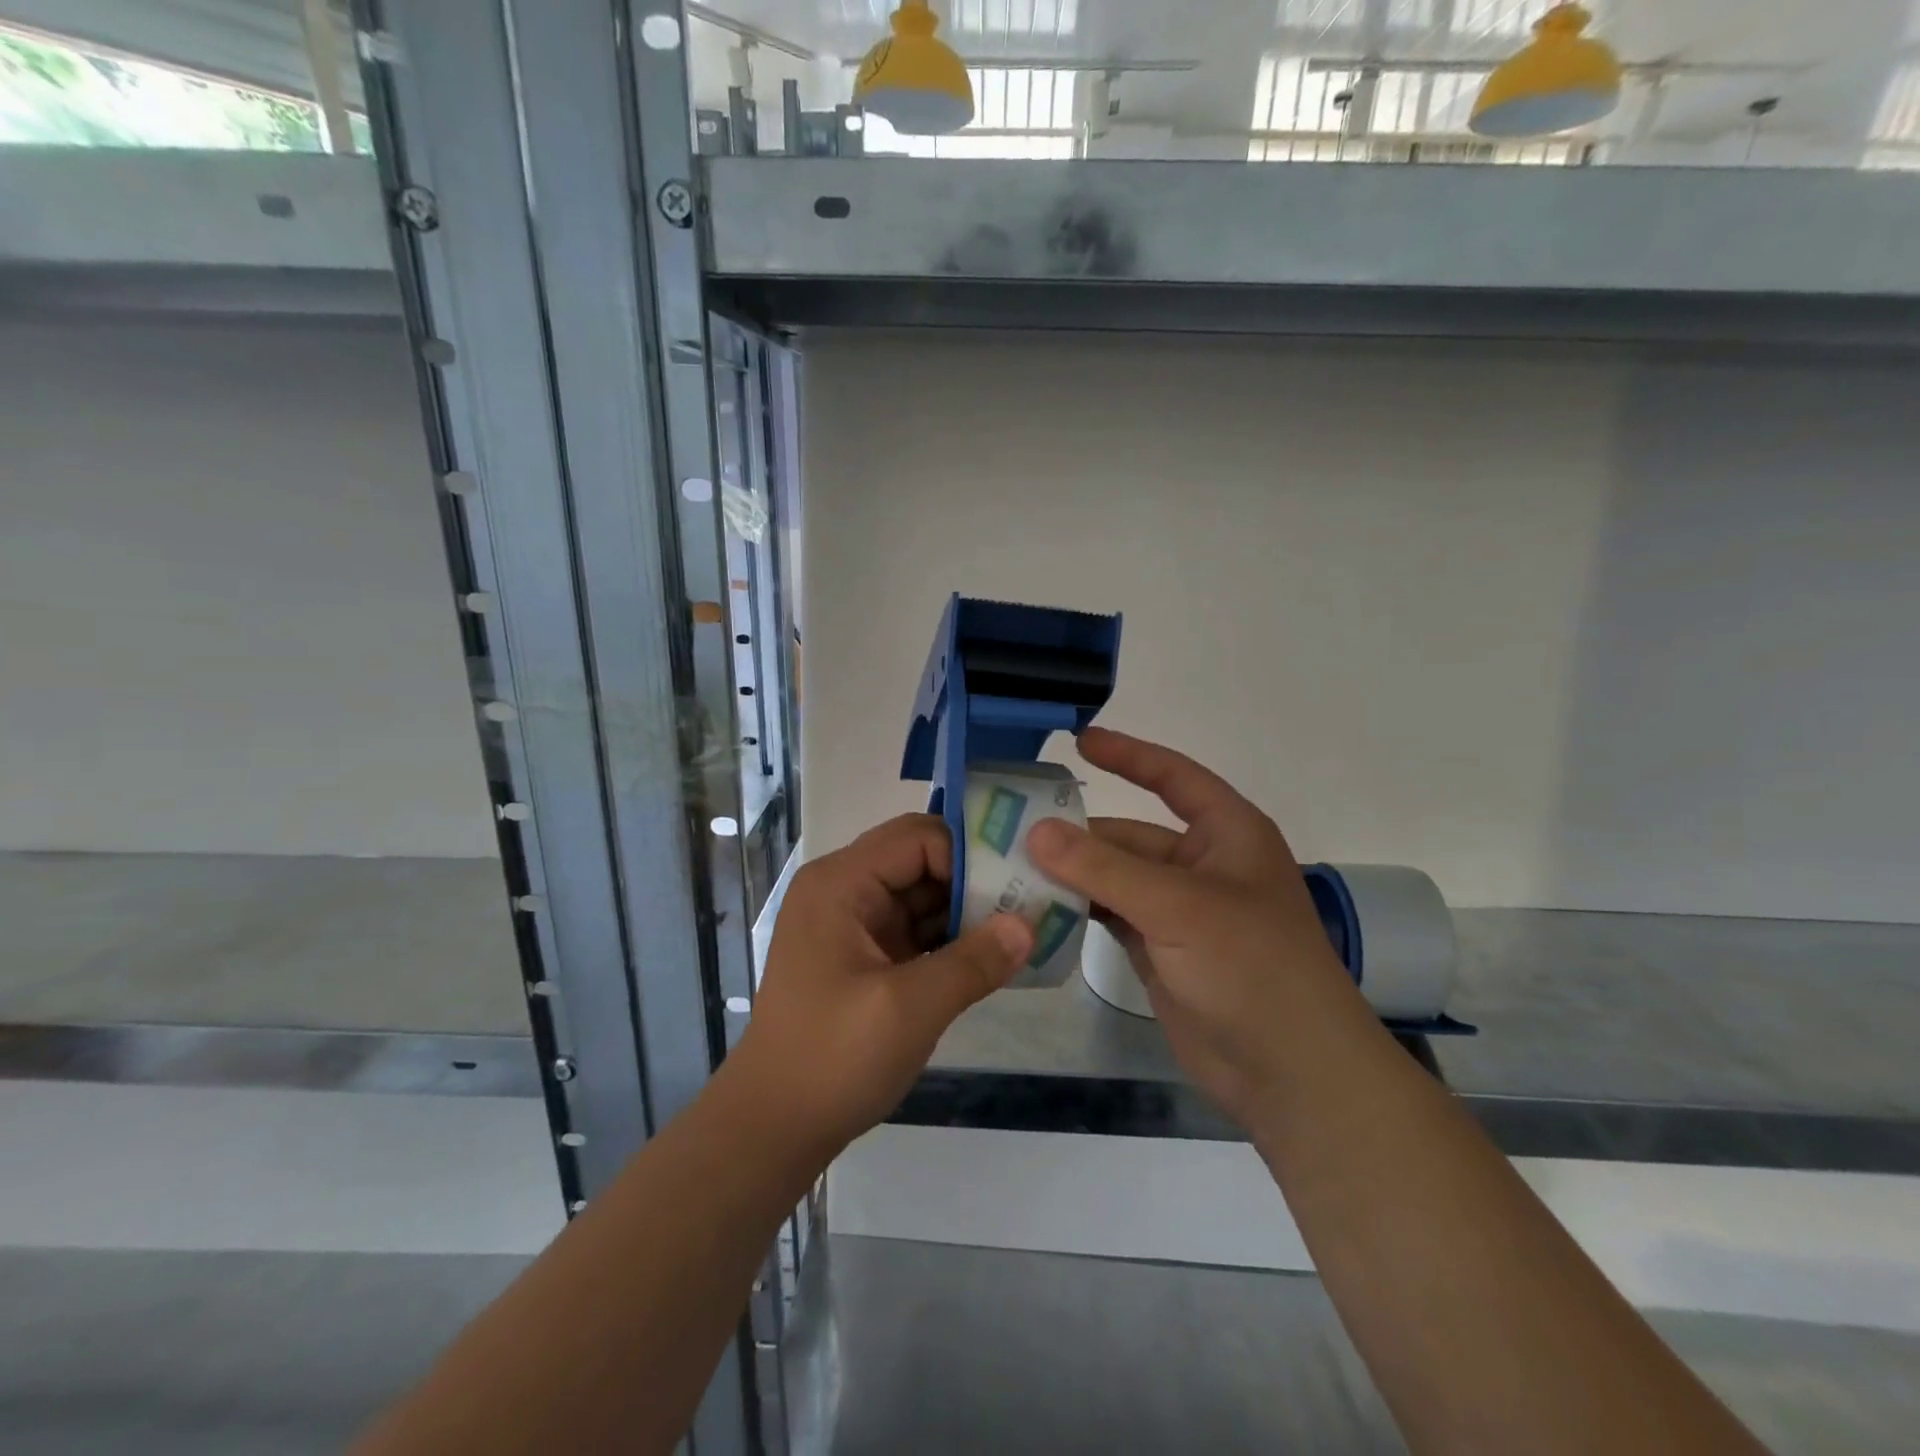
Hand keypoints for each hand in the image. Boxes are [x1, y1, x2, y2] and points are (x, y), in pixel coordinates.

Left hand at [736, 814, 1033, 1151]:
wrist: (774, 1127)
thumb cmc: (833, 1058)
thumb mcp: (909, 1008)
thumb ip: (973, 961)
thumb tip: (1029, 925)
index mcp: (841, 883)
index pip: (917, 838)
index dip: (967, 856)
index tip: (1014, 887)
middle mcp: (845, 891)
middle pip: (921, 861)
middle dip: (973, 880)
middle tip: (1030, 902)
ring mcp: (855, 925)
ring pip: (923, 896)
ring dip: (968, 911)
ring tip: (1024, 927)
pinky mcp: (867, 957)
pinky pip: (917, 930)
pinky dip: (952, 940)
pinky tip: (994, 956)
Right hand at [1027, 727, 1371, 1124]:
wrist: (1291, 1074)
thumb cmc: (1252, 968)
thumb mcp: (1179, 907)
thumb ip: (1104, 868)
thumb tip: (1037, 830)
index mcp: (1226, 834)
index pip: (1173, 777)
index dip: (1129, 755)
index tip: (1079, 740)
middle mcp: (1201, 865)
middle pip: (1129, 835)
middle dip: (1076, 834)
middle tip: (1008, 830)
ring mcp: (1178, 911)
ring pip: (1113, 878)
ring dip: (1070, 875)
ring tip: (1007, 869)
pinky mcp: (1160, 950)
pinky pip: (1109, 915)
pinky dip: (1077, 911)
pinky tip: (1034, 908)